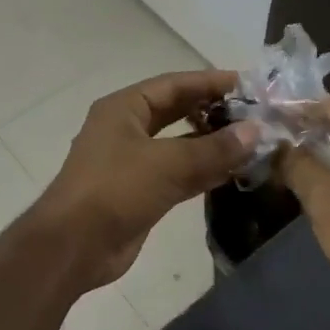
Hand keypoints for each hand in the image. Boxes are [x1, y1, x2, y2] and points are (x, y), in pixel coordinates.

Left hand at [34, 69, 257, 287]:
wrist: (74, 246)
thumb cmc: (115, 190)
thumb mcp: (167, 164)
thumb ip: (213, 149)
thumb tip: (255, 131)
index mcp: (124, 108)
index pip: (174, 84)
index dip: (210, 82)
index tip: (248, 85)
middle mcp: (127, 129)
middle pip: (177, 111)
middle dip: (213, 112)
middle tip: (255, 114)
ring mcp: (133, 162)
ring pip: (180, 145)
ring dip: (212, 145)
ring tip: (253, 142)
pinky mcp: (141, 192)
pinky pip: (178, 174)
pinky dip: (204, 172)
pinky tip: (234, 172)